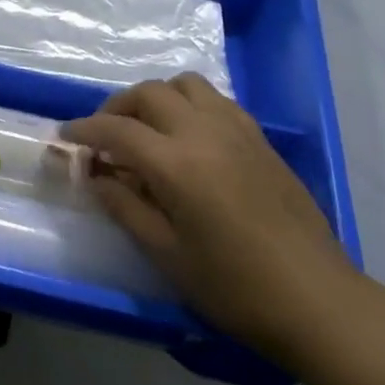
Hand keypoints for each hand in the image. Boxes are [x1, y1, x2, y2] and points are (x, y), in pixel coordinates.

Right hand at [65, 74, 360, 364]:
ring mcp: (236, 130)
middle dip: (117, 107)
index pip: (116, 129)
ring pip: (185, 84)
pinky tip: (188, 137)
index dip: (85, 130)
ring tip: (147, 128)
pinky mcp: (259, 138)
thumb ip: (124, 206)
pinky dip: (189, 104)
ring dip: (156, 97)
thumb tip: (96, 176)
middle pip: (148, 93)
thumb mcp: (166, 254)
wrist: (317, 300)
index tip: (66, 137)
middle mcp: (204, 132)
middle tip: (104, 136)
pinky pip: (215, 100)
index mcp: (177, 164)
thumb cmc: (234, 287)